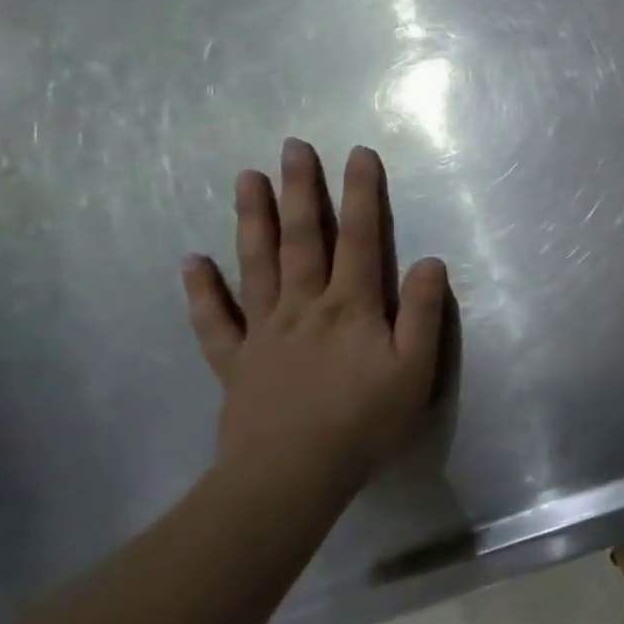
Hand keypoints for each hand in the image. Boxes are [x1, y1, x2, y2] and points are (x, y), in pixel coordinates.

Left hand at [182, 139, 449, 493]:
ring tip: (246, 178)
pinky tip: (192, 261)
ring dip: (253, 220)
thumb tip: (432, 260)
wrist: (291, 477)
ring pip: (257, 265)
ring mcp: (264, 331)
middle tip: (292, 147)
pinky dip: (201, 290)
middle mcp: (305, 305)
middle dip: (301, 190)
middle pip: (303, 239)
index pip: (361, 238)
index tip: (358, 153)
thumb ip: (425, 312)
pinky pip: (213, 321)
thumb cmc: (364, 421)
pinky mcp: (235, 362)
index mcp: (351, 305)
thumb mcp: (415, 369)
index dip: (361, 194)